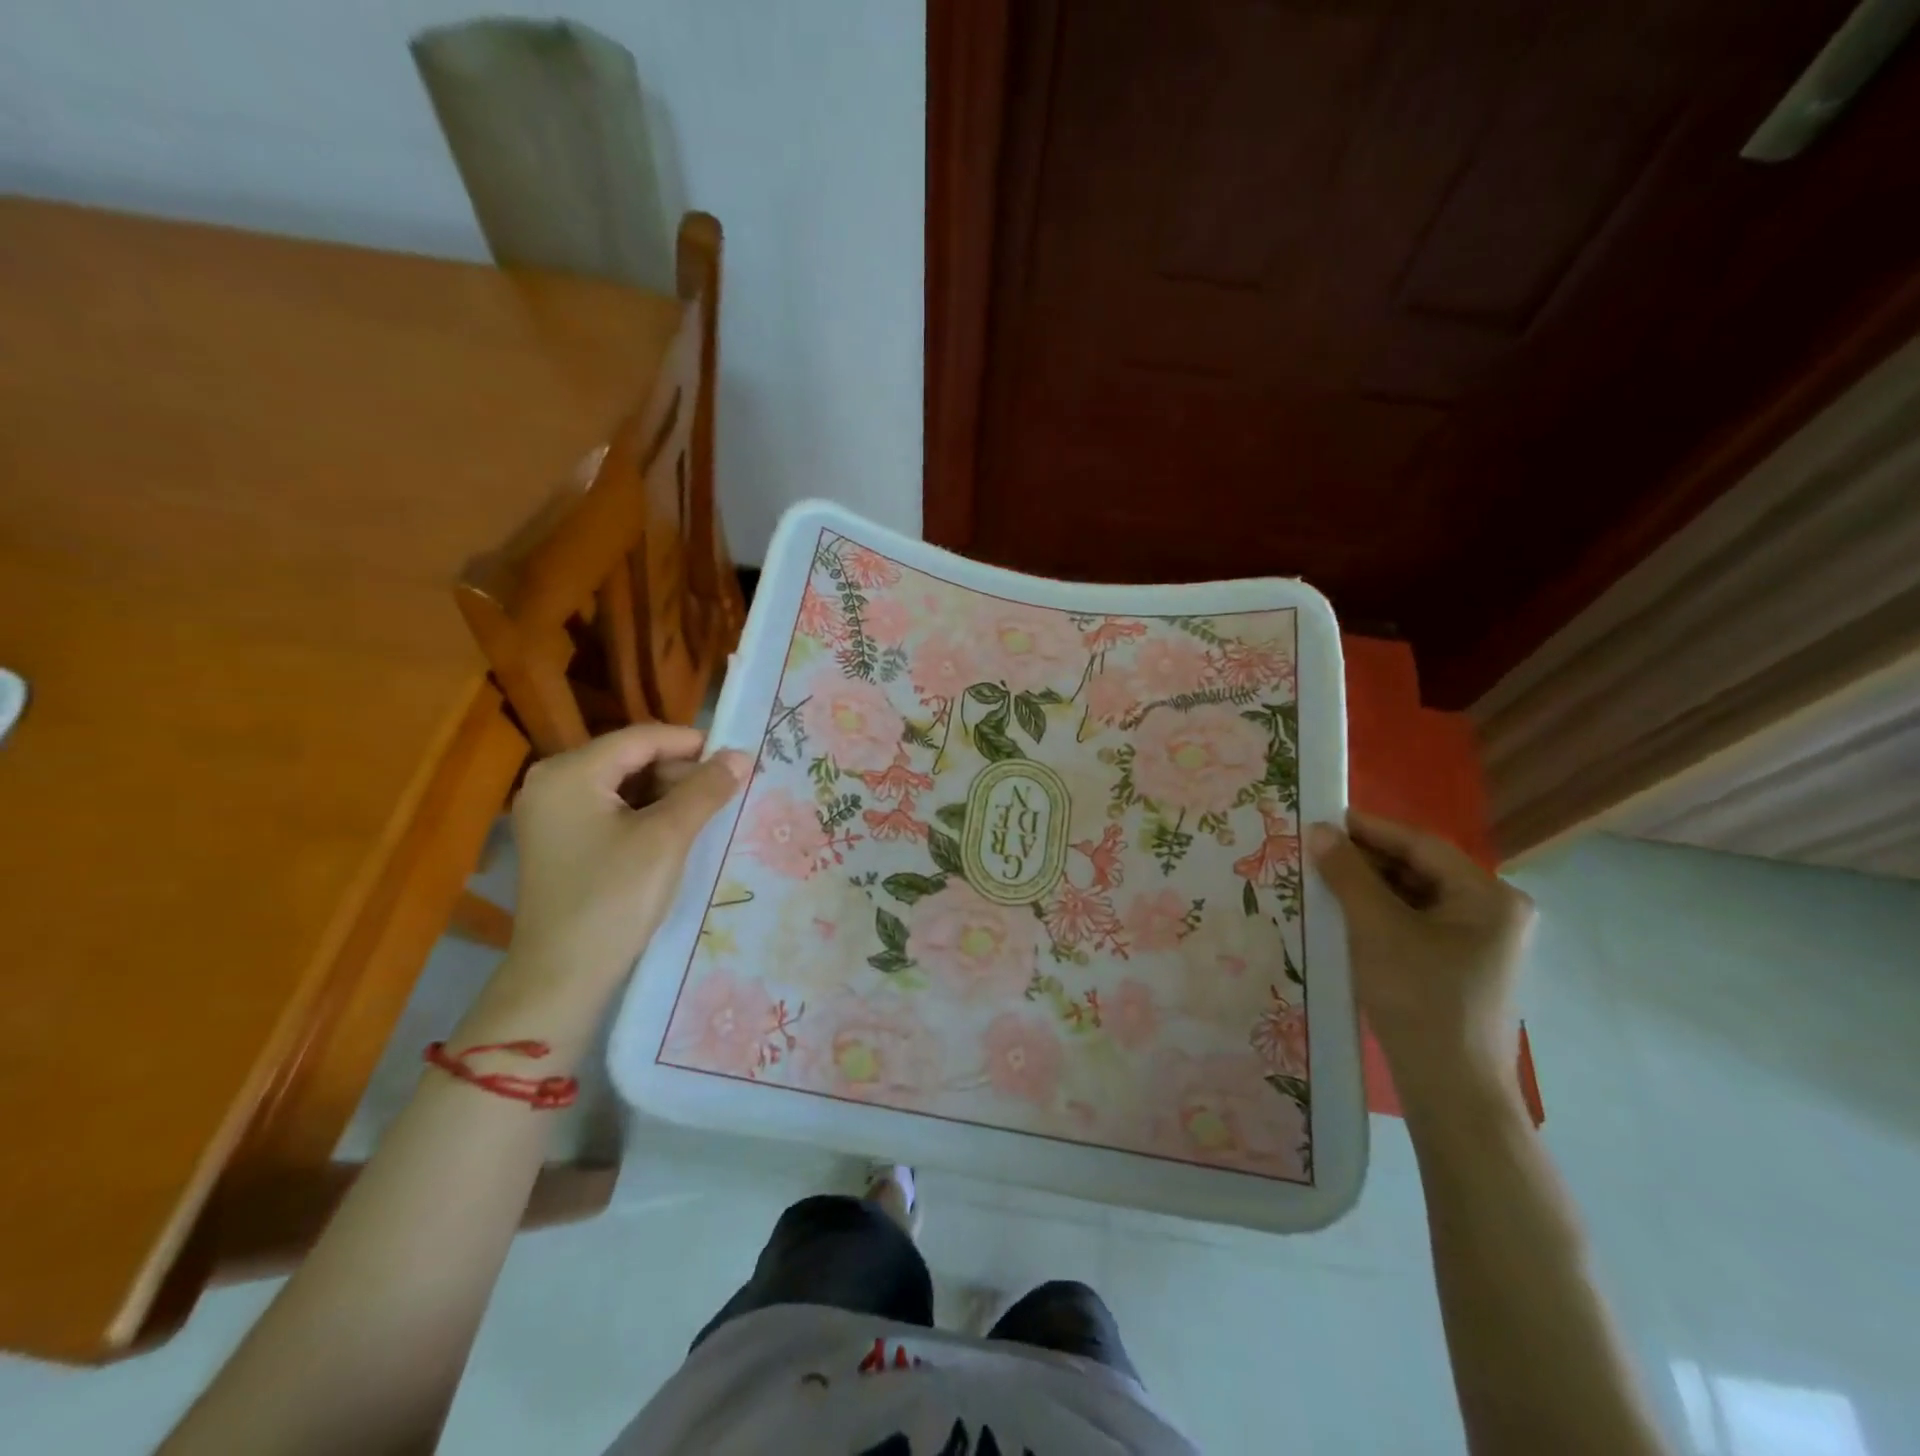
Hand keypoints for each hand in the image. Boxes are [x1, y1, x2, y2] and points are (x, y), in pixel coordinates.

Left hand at [503, 725, 748, 1003]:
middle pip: (630, 758)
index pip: (641, 738)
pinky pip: (610, 809)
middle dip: (680, 771)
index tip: (736, 757)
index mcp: (569, 773)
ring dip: (667, 793)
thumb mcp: (667, 838)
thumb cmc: (614, 898)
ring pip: (623, 784)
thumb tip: (742, 756)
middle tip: (725, 790)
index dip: (692, 743)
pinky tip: (677, 830)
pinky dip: (646, 813)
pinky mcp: (559, 840)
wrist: (563, 975)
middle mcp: (552, 783)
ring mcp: (552, 813)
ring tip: (707, 811)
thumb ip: (705, 790)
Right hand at [1308, 809, 1533, 1093]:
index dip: (1370, 829)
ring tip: (1323, 879)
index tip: (1323, 818)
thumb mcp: (1376, 928)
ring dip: (1370, 887)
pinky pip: (1417, 923)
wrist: (1451, 1090)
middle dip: (1367, 860)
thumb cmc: (1420, 999)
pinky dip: (1382, 914)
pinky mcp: (1462, 966)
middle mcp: (1495, 912)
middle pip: (1421, 869)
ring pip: (1416, 897)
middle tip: (1316, 851)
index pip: (1422, 845)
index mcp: (1489, 897)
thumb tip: (1319, 831)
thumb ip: (1348, 874)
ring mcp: (1481, 942)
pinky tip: (1345, 915)